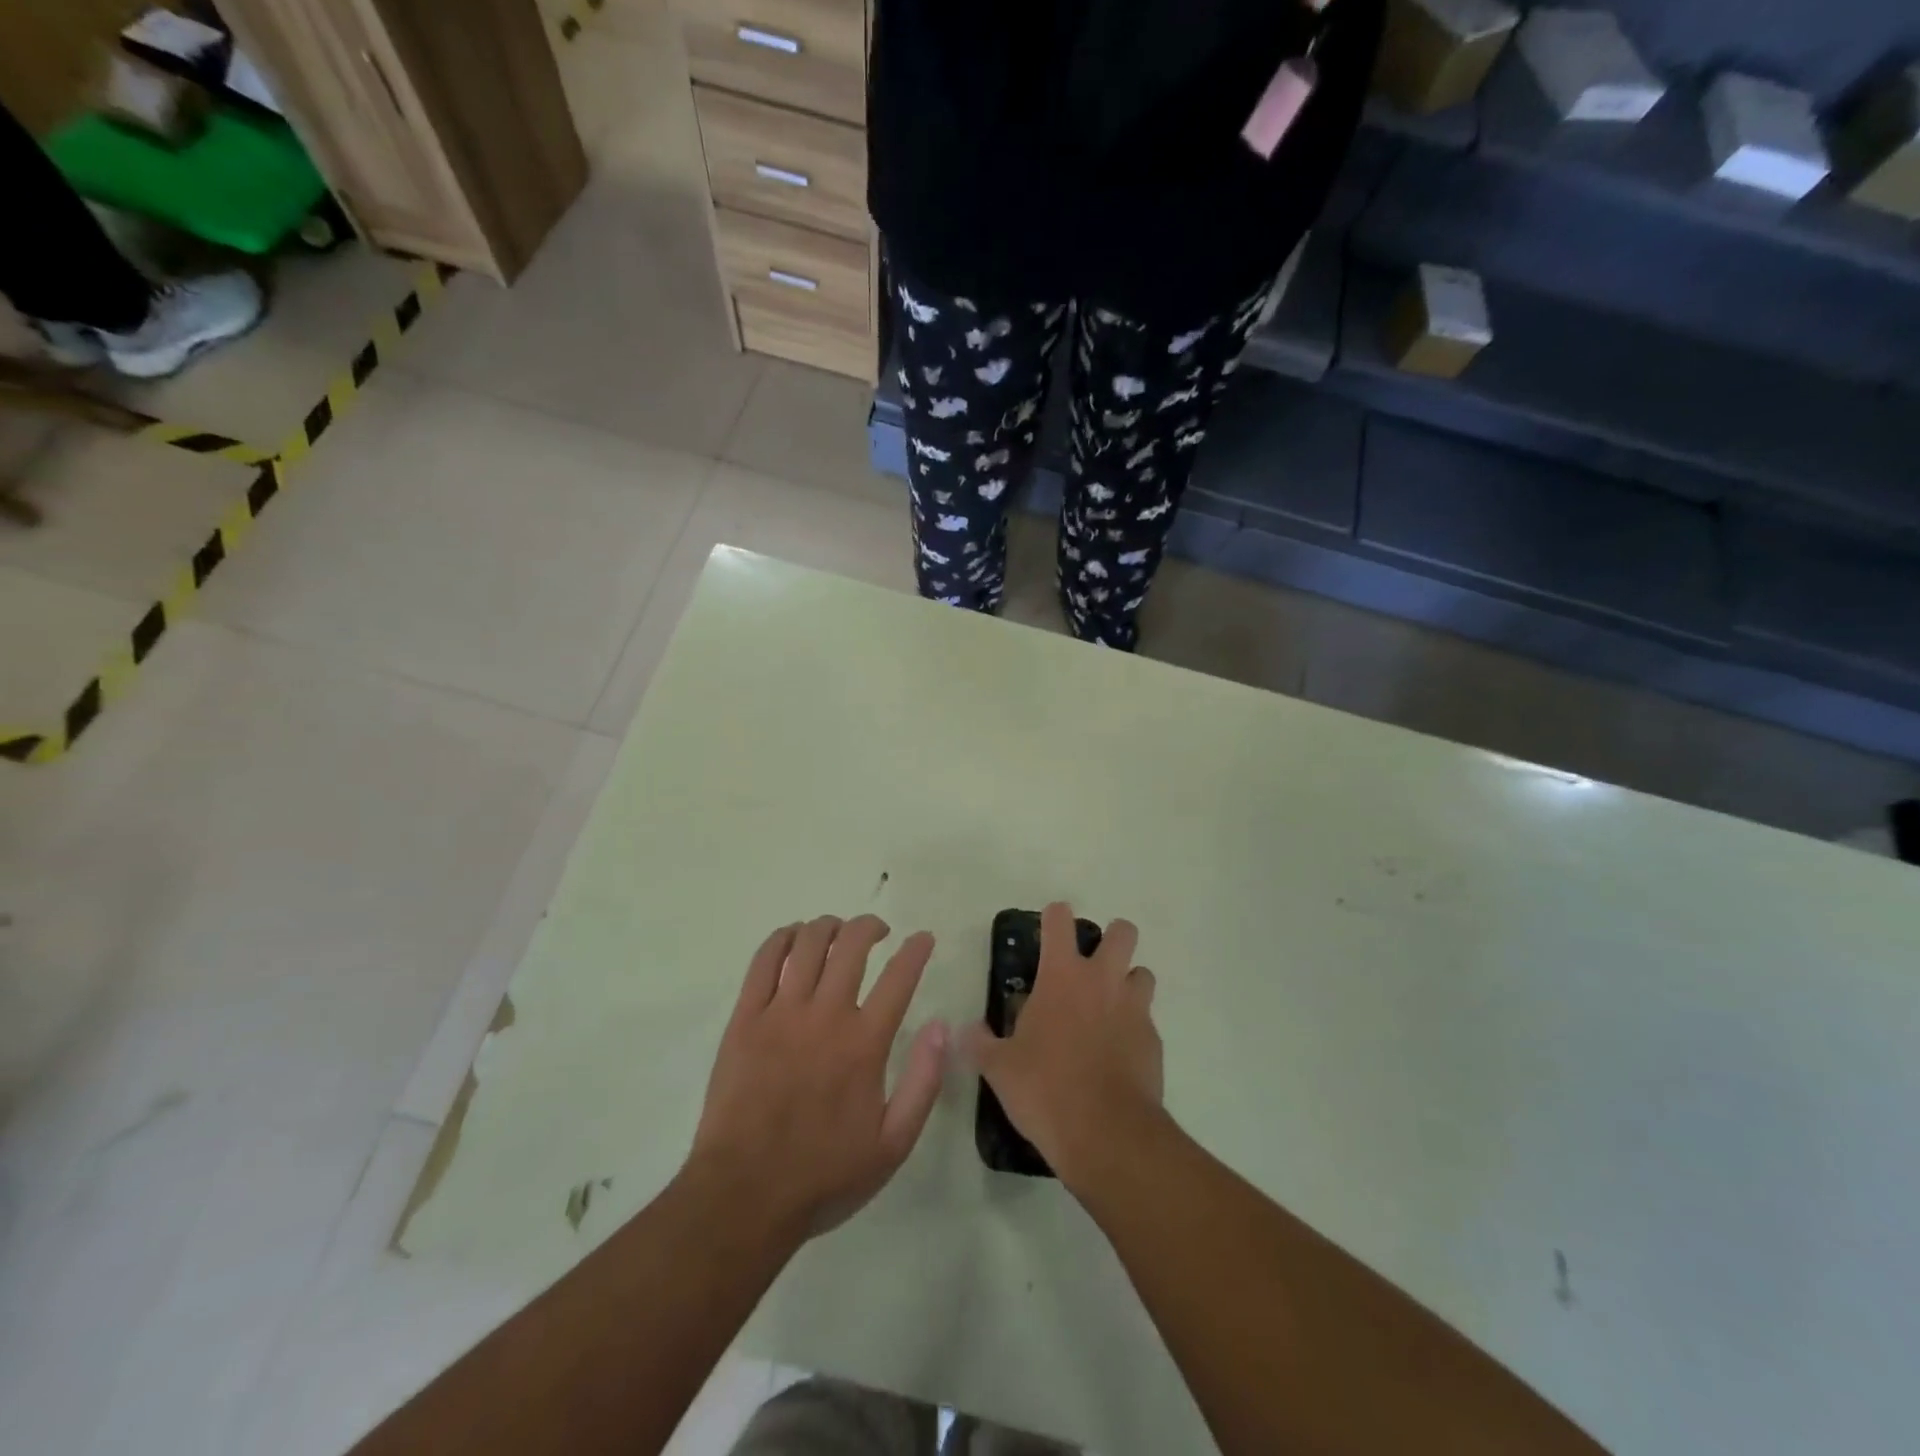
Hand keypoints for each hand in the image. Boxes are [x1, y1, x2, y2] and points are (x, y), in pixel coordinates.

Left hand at [688, 915, 948, 1241]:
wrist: (744, 1196)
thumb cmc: (823, 1175)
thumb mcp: (893, 1144)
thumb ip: (923, 1082)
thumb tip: (940, 1027)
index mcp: (864, 1044)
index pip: (898, 977)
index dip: (916, 950)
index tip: (923, 938)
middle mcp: (825, 1016)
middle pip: (852, 946)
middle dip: (871, 926)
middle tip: (878, 931)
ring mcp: (780, 1013)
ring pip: (808, 944)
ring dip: (829, 926)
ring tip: (837, 931)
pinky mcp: (744, 1019)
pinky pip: (764, 961)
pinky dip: (782, 938)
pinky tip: (793, 937)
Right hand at [964, 902, 1163, 1192]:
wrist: (1107, 1134)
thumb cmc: (1045, 1089)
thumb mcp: (999, 1068)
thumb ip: (981, 1043)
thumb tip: (966, 1031)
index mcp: (1062, 976)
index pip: (1060, 920)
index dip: (1053, 917)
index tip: (1047, 931)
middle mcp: (1103, 981)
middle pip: (1122, 932)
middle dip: (1111, 938)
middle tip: (1090, 967)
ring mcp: (1134, 1008)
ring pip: (1142, 973)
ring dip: (1127, 982)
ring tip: (1108, 1009)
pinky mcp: (1154, 1040)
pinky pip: (1146, 1019)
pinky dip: (1133, 1027)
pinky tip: (1117, 1054)